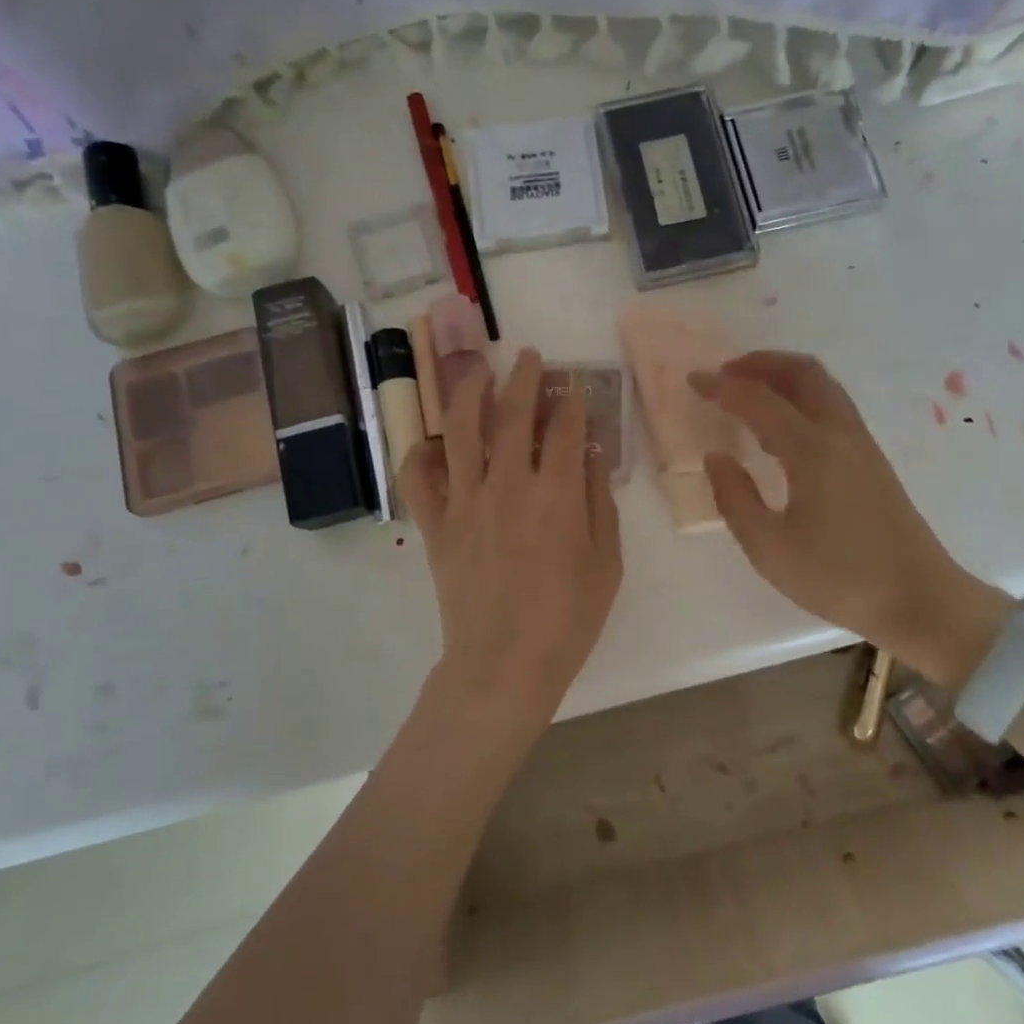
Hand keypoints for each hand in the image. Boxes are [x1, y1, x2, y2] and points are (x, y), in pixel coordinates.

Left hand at [400, 348, 622, 742]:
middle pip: (511, 413)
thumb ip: (598, 502)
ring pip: (461, 430)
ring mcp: (465, 502)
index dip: (571, 401)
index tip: (574, 386)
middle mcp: (507, 485)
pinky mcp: (436, 525)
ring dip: (470, 392)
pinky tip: (434, 441)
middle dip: (523, 377)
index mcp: (554, 494)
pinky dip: (421, 453)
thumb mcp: (605, 562)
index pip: (564, 428)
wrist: (504, 665)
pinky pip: (418, 478)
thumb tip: (592, 454)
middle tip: (529, 357)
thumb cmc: (567, 619)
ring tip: (477, 371)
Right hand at [691, 352, 1010, 690]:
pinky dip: (801, 398)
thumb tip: (717, 458)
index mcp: (812, 450)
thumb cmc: (840, 578)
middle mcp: (840, 434)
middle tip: (726, 374)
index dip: (722, 386)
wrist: (921, 600)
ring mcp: (861, 444)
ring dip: (783, 377)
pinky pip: (832, 407)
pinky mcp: (872, 460)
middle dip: (761, 363)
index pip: (759, 400)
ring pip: (822, 386)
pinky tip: (781, 427)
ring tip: (749, 392)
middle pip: (803, 373)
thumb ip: (735, 499)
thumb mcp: (770, 549)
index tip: (693, 380)